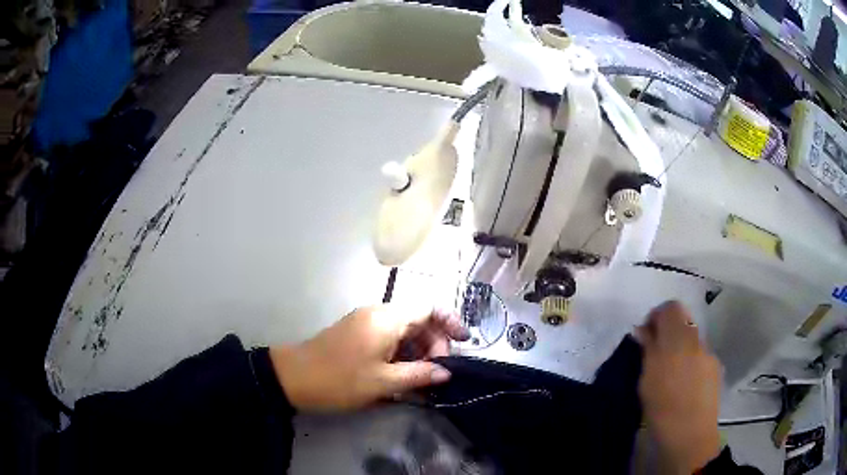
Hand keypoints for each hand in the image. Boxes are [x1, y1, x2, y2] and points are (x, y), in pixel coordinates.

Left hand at [269, 305, 469, 411]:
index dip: (450, 322)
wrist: (292, 378)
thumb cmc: (339, 380)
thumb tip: (446, 372)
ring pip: (403, 331)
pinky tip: (402, 376)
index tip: (464, 343)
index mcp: (387, 318)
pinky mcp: (357, 334)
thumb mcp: (383, 382)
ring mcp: (365, 323)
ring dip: (417, 352)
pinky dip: (401, 354)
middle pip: (418, 320)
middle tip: (437, 373)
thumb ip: (419, 375)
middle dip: (434, 344)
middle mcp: (378, 314)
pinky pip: (388, 338)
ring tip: (422, 379)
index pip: (429, 307)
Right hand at [636, 301, 721, 473]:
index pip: (671, 308)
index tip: (646, 336)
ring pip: (691, 340)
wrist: (690, 435)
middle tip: (655, 357)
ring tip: (669, 376)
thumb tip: (643, 330)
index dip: (657, 316)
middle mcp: (697, 340)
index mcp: (678, 339)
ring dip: (679, 349)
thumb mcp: (646, 380)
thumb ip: (647, 350)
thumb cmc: (663, 409)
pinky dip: (689, 362)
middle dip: (668, 334)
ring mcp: (709, 354)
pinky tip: (683, 386)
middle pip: (683, 322)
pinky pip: (699, 356)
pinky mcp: (715, 368)